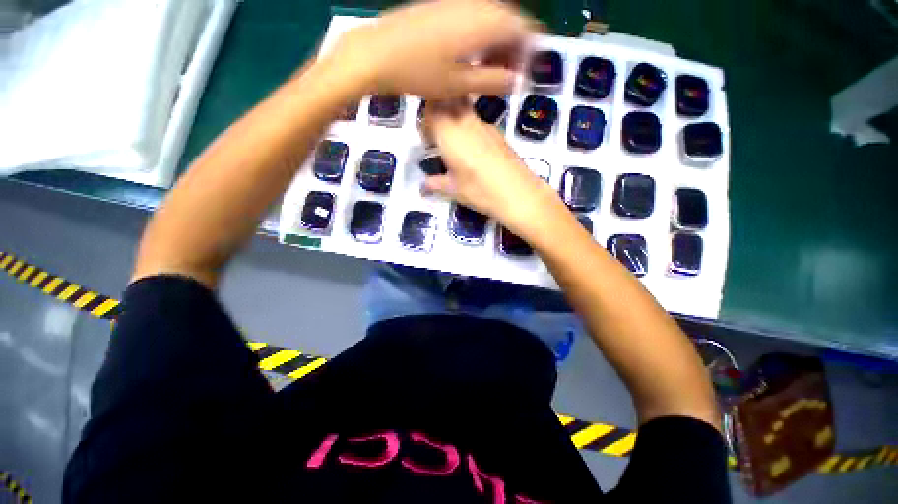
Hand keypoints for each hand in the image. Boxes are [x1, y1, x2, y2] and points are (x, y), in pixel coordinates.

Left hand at [330, 0, 532, 98]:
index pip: (522, 27)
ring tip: (485, 67)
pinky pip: (471, 16)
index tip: (519, 74)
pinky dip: (478, 34)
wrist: (376, 53)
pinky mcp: (441, 6)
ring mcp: (455, 2)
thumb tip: (516, 81)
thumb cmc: (419, 74)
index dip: (527, 51)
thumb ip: (492, 81)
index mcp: (483, 22)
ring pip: (489, 17)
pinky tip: (467, 54)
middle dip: (511, 47)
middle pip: (508, 19)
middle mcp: (474, 4)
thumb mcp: (459, 86)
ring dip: (494, 41)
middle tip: (502, 74)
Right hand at [423, 101, 563, 236]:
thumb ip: (436, 183)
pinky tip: (475, 153)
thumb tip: (423, 186)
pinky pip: (479, 123)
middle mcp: (466, 122)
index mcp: (449, 133)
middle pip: (449, 102)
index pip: (430, 112)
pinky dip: (471, 130)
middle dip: (440, 113)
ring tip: (457, 147)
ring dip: (456, 121)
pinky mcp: (499, 133)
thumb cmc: (479, 190)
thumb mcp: (453, 190)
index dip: (425, 122)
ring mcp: (485, 126)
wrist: (518, 193)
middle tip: (438, 136)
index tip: (427, 140)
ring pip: (465, 110)